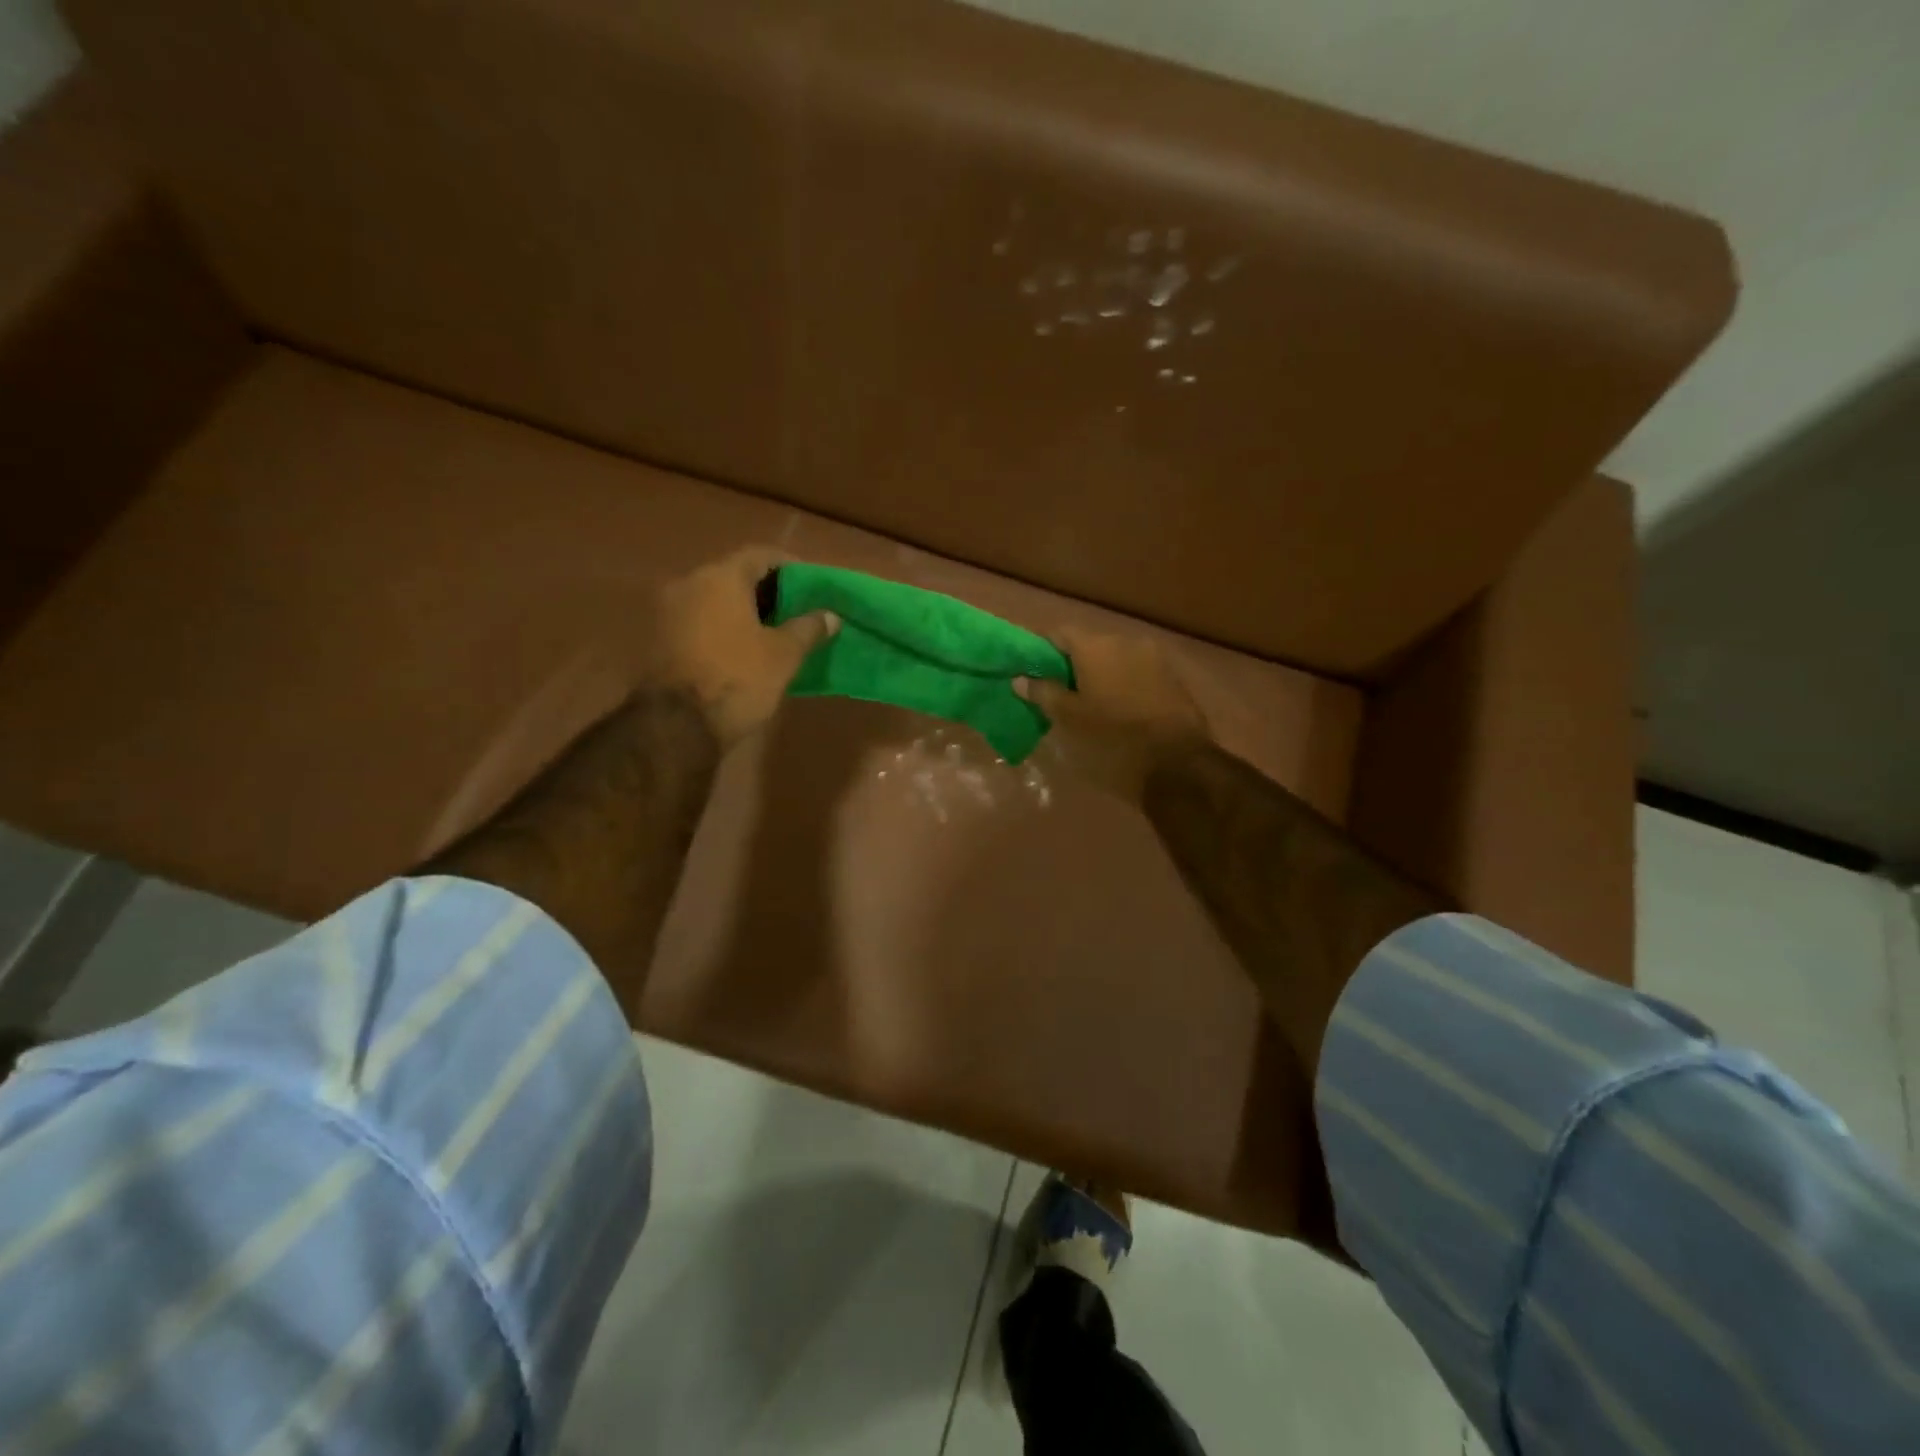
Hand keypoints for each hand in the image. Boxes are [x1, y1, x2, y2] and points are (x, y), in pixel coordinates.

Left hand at [654, 547, 835, 748]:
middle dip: (766, 590)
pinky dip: (721, 627)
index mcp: (721, 577)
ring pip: (714, 599)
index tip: (810, 585)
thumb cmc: (738, 679)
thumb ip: (808, 628)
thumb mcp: (784, 655)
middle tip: (794, 610)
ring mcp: (668, 611)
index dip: (789, 566)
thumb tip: (830, 615)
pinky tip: (742, 648)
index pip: (760, 555)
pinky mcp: (658, 639)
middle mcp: (689, 583)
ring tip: (771, 632)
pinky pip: (698, 620)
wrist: (677, 726)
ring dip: (742, 610)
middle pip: (734, 575)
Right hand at [1017, 626, 1209, 801]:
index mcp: (1096, 646)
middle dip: (1074, 667)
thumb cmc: (1112, 740)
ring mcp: (1155, 659)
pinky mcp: (1174, 681)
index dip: (1043, 652)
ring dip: (1102, 677)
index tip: (1035, 676)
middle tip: (1061, 696)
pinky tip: (1120, 713)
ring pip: (1116, 661)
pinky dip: (1124, 687)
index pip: (1059, 634)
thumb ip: (1043, 693)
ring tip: (1092, 708)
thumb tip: (1020, 679)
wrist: (1178, 765)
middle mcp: (1126, 642)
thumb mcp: (1069, 720)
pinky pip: (1138, 675)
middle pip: (1090, 646)